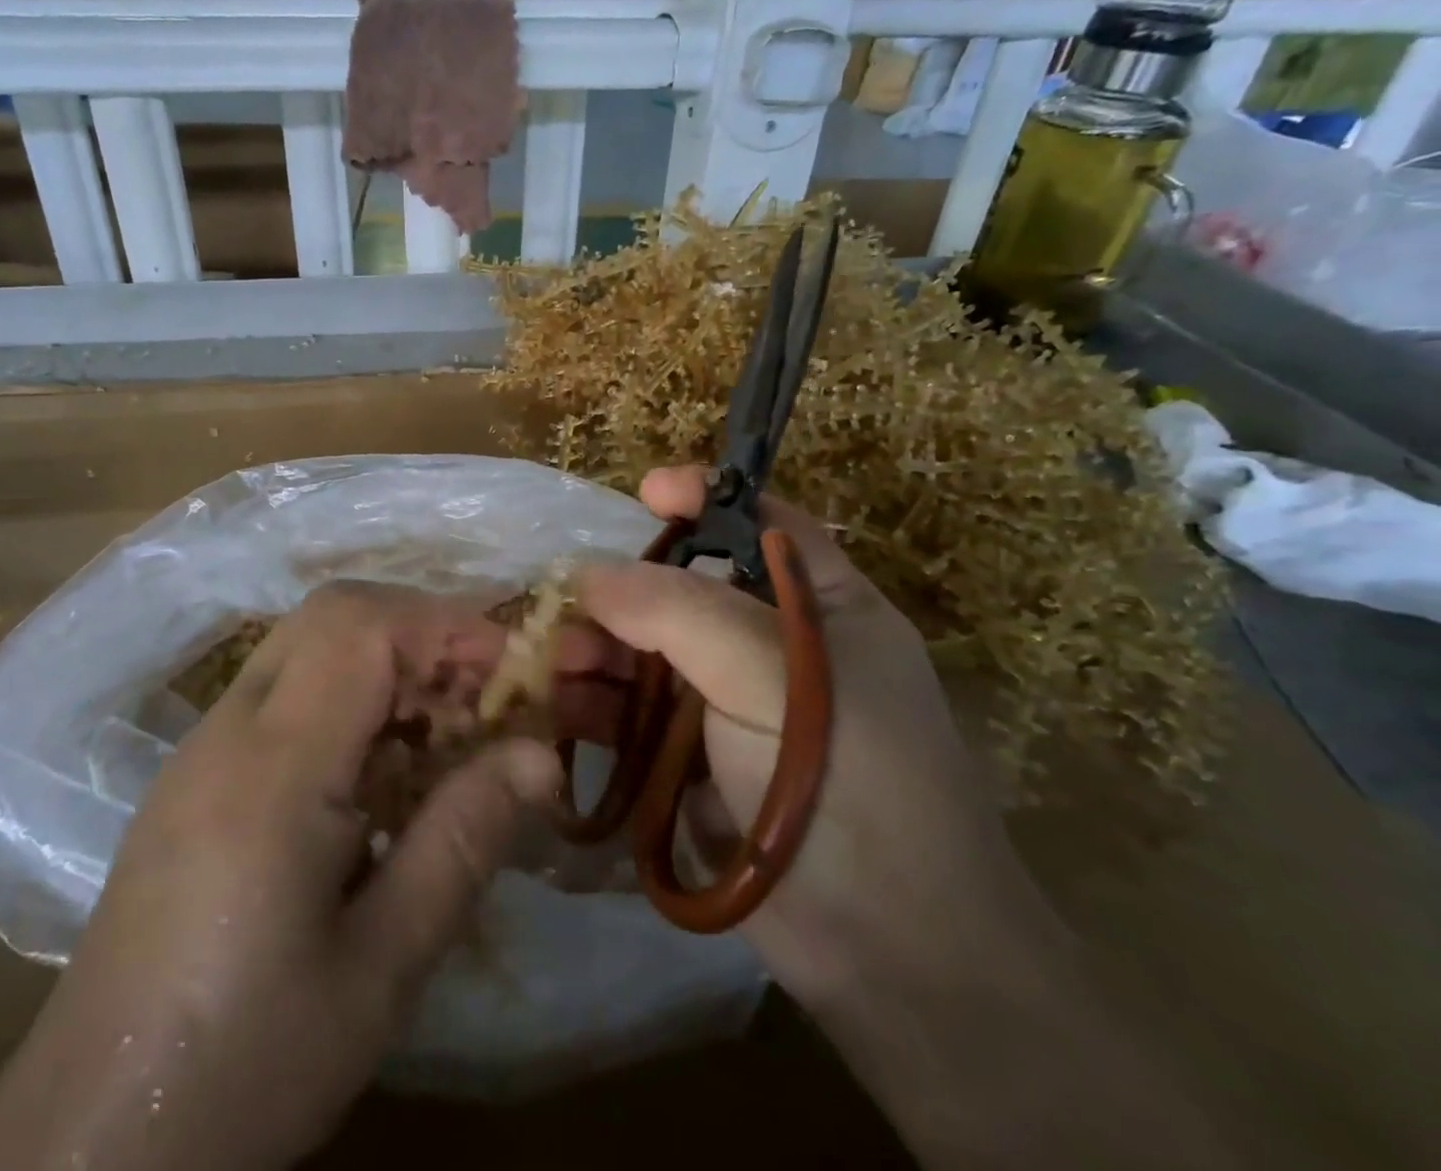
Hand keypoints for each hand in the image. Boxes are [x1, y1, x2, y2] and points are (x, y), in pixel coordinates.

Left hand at [0, 584, 573, 1170]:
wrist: (91, 1138)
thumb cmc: (248, 1061)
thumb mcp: (382, 967)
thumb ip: (463, 841)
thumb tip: (541, 754)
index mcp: (273, 769)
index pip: (364, 628)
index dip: (448, 627)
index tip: (513, 671)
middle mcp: (229, 729)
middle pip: (332, 613)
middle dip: (421, 630)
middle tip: (481, 694)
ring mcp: (201, 745)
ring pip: (306, 642)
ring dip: (386, 658)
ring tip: (442, 731)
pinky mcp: (193, 771)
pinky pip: (283, 687)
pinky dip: (348, 691)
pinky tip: (377, 769)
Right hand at [571, 466, 1039, 1008]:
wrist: (892, 958)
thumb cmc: (849, 783)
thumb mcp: (769, 674)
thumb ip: (678, 611)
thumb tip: (592, 573)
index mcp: (823, 609)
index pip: (763, 525)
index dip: (706, 499)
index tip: (645, 492)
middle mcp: (776, 650)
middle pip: (686, 592)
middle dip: (626, 593)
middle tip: (571, 606)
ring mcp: (735, 710)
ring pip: (652, 656)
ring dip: (602, 652)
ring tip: (558, 664)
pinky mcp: (699, 766)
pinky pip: (637, 717)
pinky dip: (600, 708)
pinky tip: (561, 710)